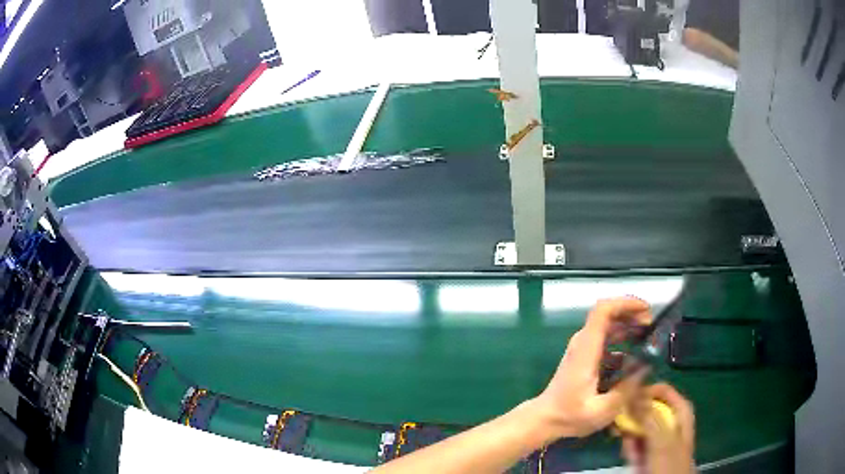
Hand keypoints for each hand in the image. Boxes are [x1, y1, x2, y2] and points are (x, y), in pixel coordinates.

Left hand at [531, 297, 651, 439]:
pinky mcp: (585, 357)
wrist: (545, 419)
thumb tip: (646, 367)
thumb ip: (626, 389)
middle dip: (633, 315)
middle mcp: (584, 342)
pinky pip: (606, 341)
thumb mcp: (602, 410)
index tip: (647, 311)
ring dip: (629, 328)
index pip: (603, 310)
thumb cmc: (570, 415)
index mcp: (587, 348)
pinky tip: (634, 359)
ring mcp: (583, 348)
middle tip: (652, 329)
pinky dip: (622, 343)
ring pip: (609, 327)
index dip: (626, 303)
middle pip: (609, 315)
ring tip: (648, 341)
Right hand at [622, 384, 695, 473]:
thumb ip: (650, 417)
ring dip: (629, 436)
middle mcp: (670, 418)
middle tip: (620, 430)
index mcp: (680, 409)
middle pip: (646, 407)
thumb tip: (633, 394)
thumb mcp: (661, 440)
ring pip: (638, 424)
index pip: (660, 390)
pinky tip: (632, 457)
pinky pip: (635, 440)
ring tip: (631, 451)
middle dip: (632, 419)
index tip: (623, 402)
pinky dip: (630, 447)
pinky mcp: (649, 448)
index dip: (642, 392)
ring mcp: (659, 434)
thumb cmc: (669, 463)